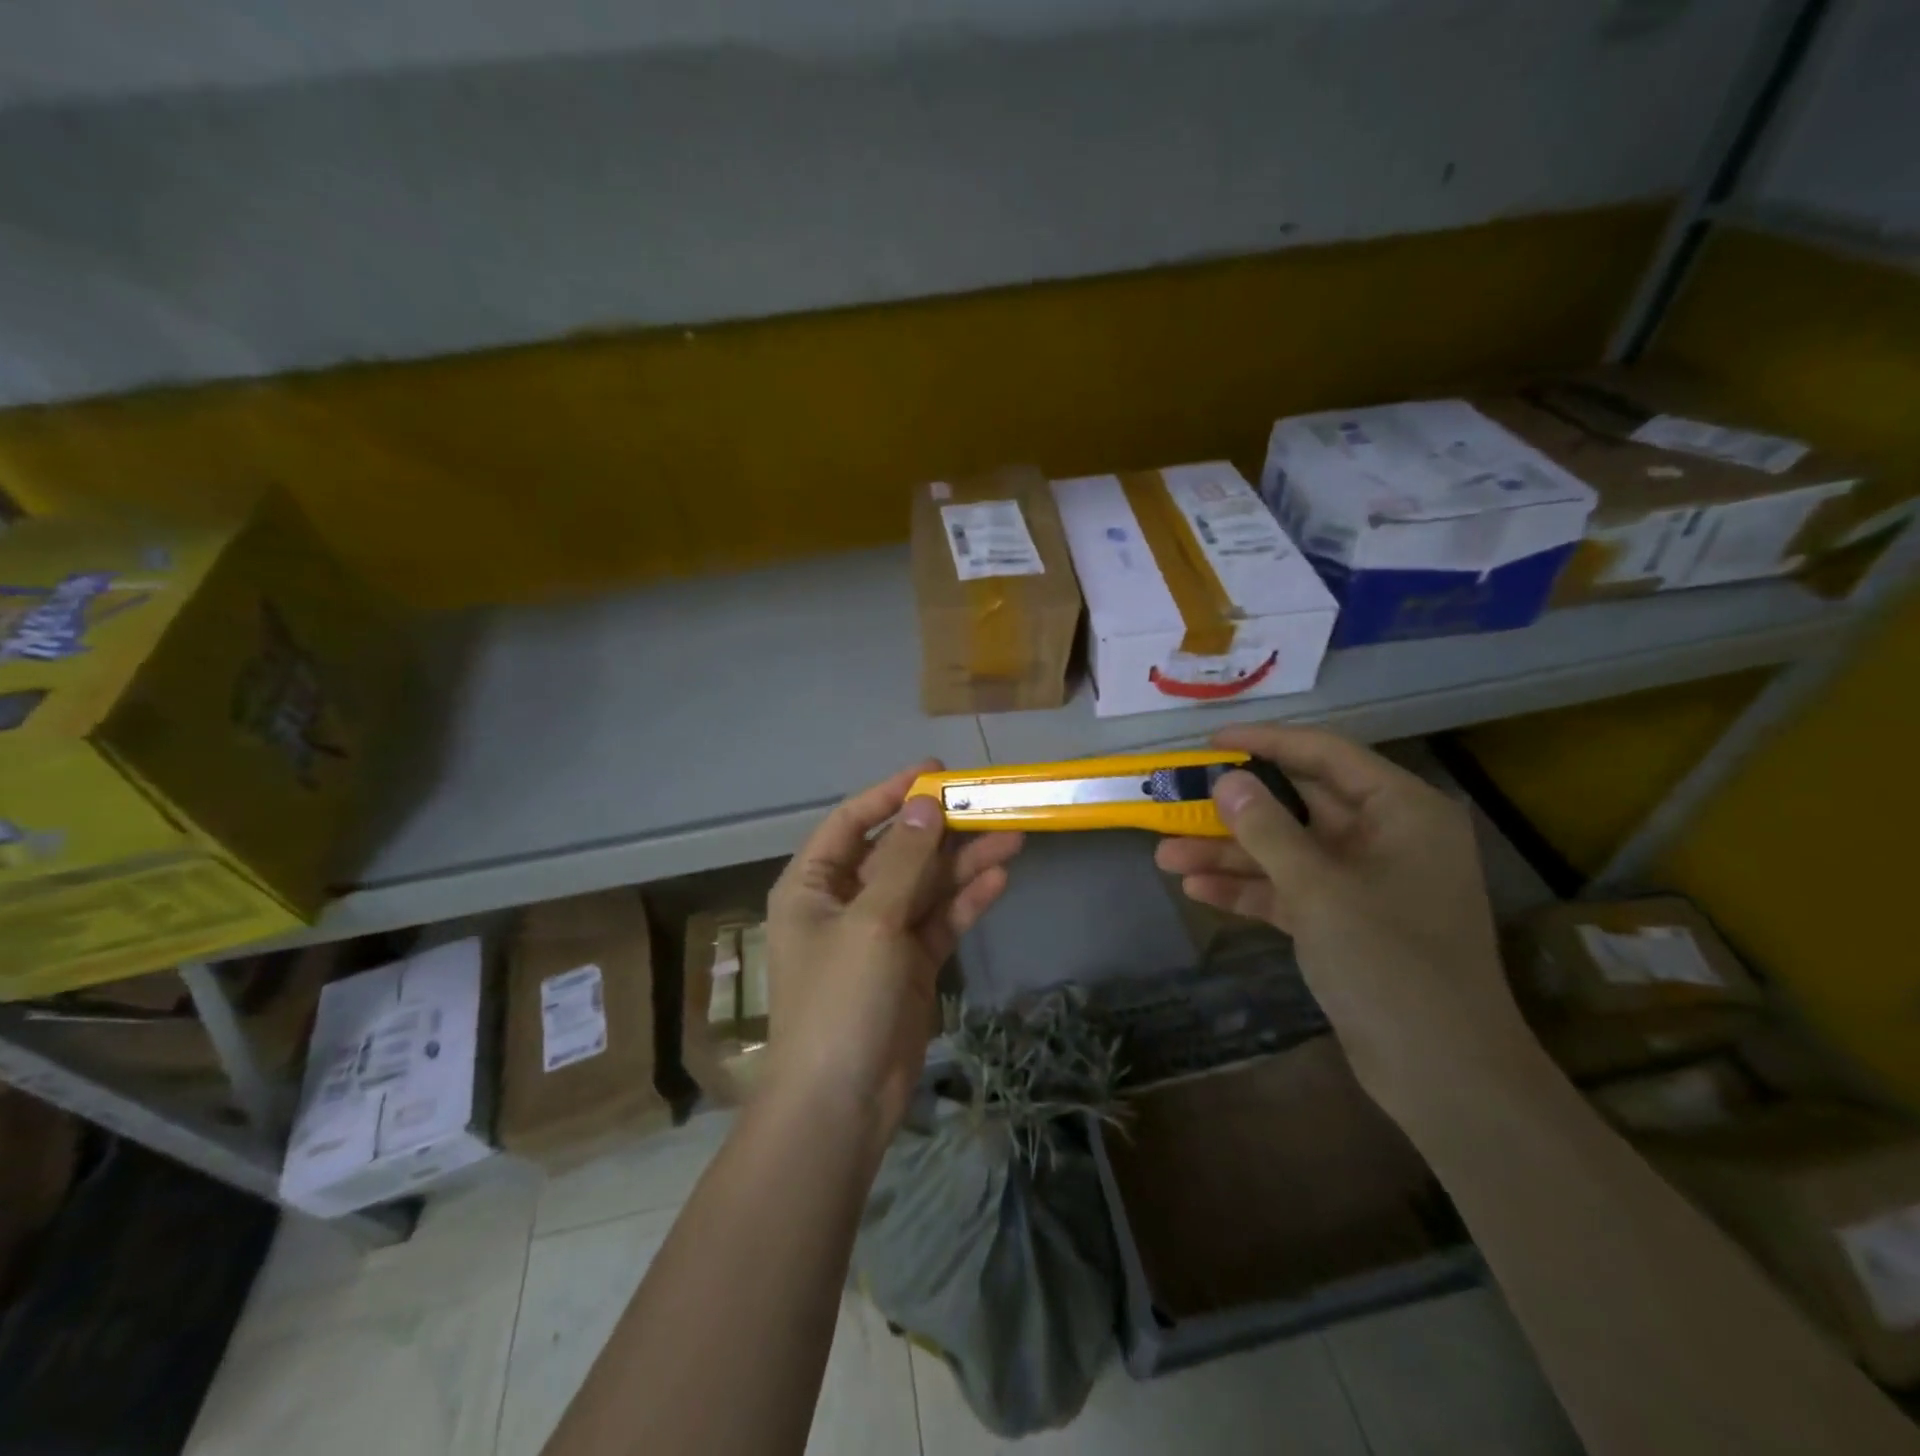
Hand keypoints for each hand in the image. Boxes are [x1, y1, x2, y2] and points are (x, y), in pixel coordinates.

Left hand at [764, 761, 1021, 1144]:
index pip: (852, 821)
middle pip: (897, 852)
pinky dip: (966, 902)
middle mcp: (844, 902)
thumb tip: (925, 805)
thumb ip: (901, 861)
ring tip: (1012, 837)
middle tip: (990, 803)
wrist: (842, 1103)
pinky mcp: (909, 964)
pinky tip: (999, 880)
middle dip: (942, 831)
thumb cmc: (839, 1000)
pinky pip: (939, 921)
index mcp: (813, 885)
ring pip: (925, 886)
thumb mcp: (870, 922)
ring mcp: (879, 934)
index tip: (936, 772)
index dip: (891, 792)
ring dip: (964, 863)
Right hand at [1155, 724, 1533, 1113]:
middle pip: (1298, 806)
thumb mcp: (1319, 888)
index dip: (1264, 743)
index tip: (1208, 743)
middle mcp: (1386, 837)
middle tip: (1177, 801)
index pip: (1325, 755)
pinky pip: (1291, 890)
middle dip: (1234, 810)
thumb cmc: (1391, 963)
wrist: (1442, 1074)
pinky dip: (1249, 890)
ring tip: (1166, 856)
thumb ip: (1266, 829)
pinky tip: (1197, 891)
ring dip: (1230, 855)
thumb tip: (1225, 779)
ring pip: (1287, 851)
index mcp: (1402, 811)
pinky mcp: (1347, 921)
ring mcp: (1365, 881)